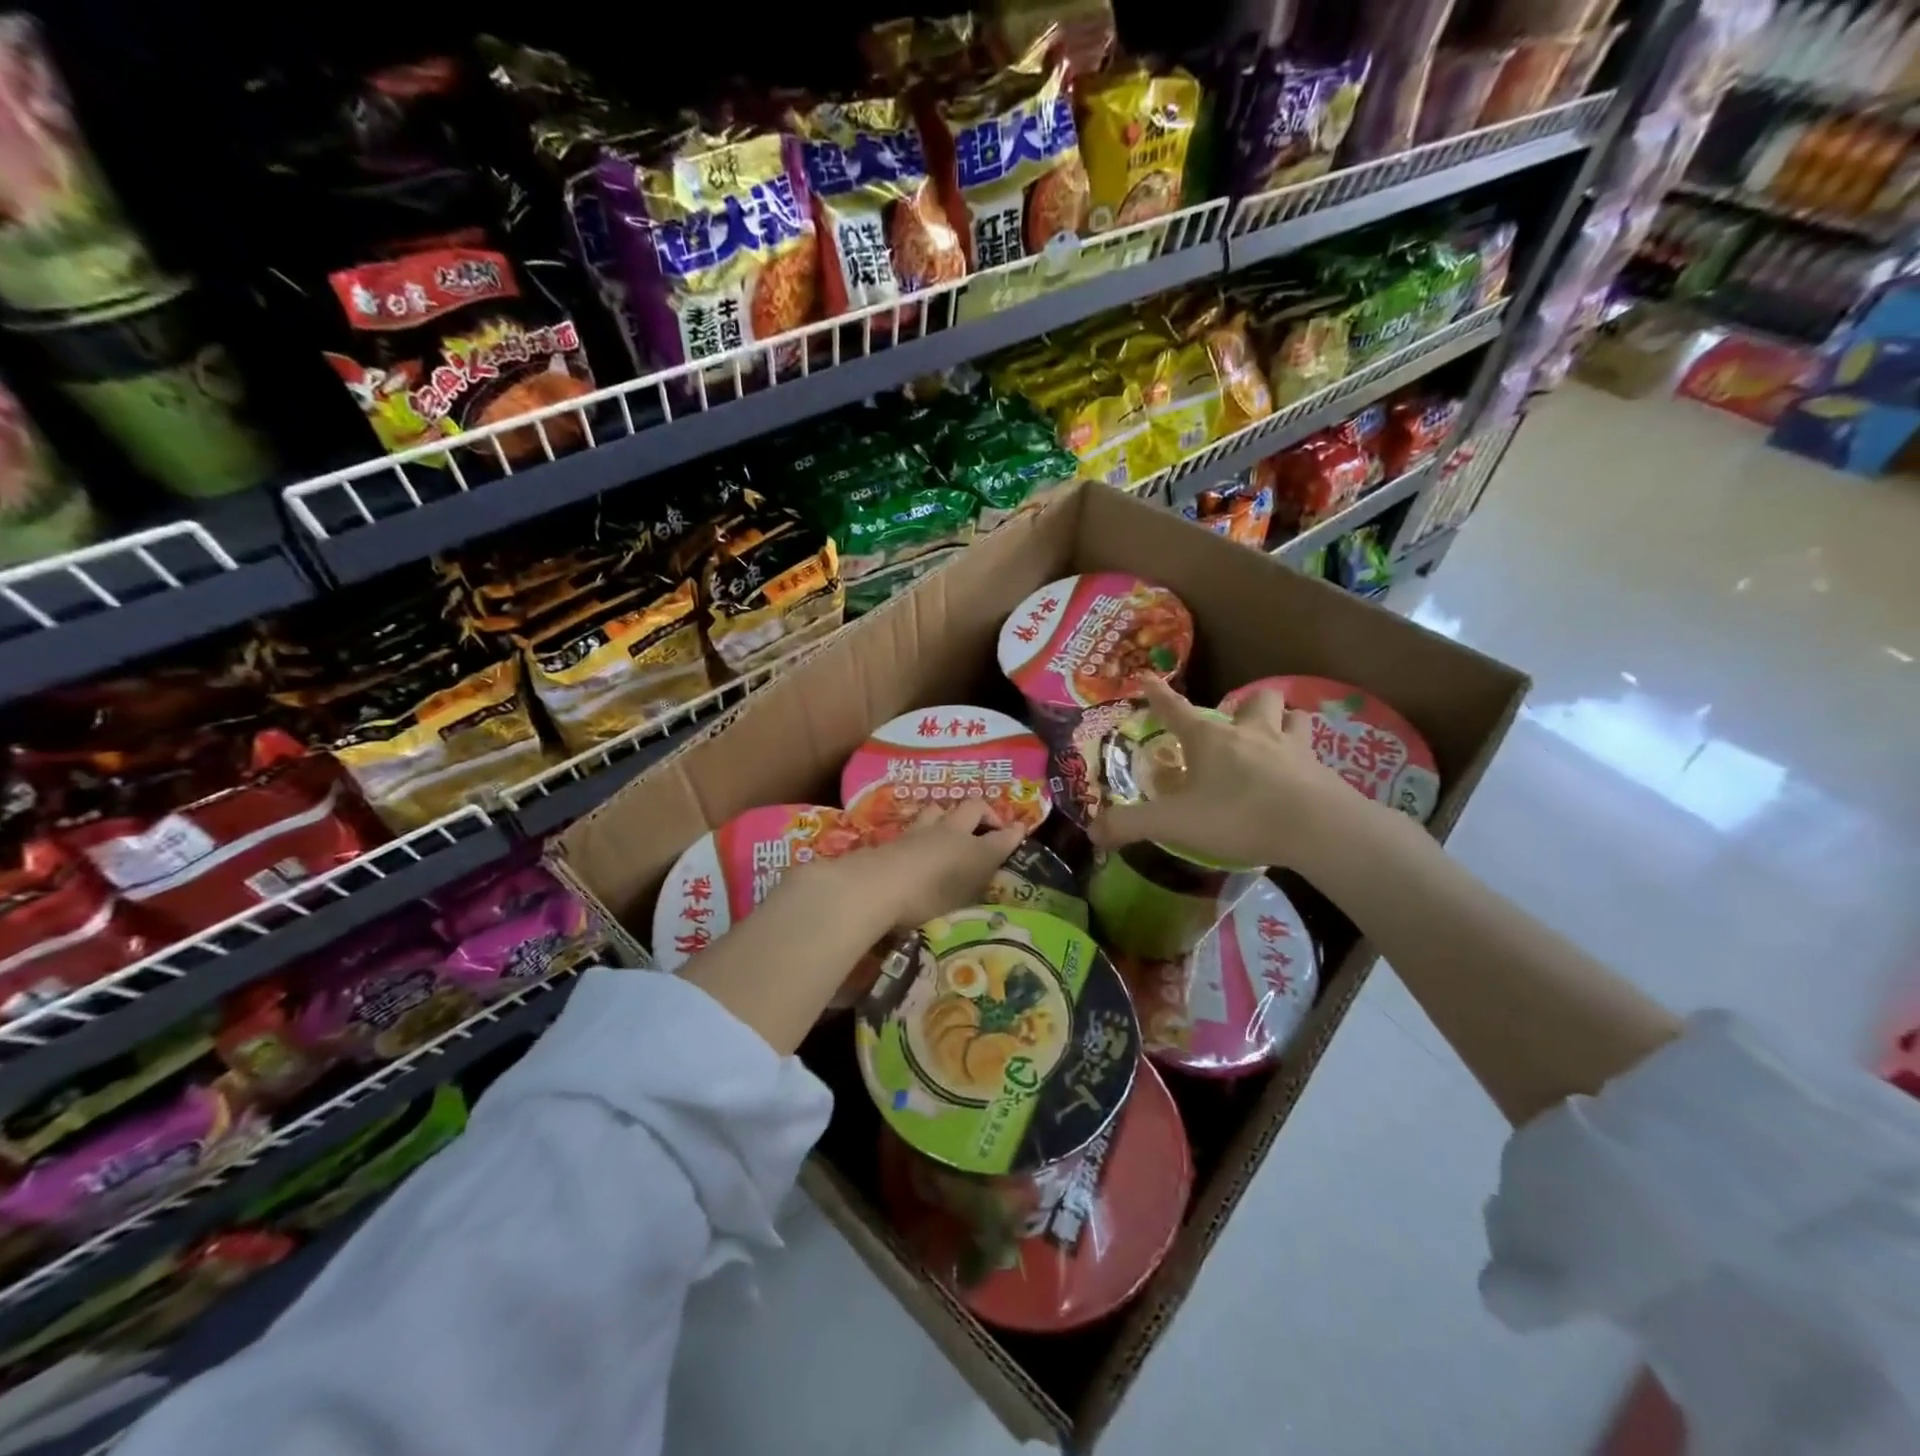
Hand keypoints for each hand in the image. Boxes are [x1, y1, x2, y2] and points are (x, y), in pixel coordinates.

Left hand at [815, 800, 1026, 930]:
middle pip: (972, 808)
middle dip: (983, 813)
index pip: (1000, 836)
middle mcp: (950, 833)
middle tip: (985, 828)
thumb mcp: (968, 890)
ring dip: (948, 815)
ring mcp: (919, 832)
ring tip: (949, 830)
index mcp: (974, 849)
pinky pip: (915, 825)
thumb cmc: (930, 895)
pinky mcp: (894, 839)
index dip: (1011, 832)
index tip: (1018, 831)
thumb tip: (1009, 841)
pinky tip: (919, 843)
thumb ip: (986, 866)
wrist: (877, 887)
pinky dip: (923, 830)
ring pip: (939, 810)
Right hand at [1089, 677, 1360, 869]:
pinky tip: (1301, 776)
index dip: (1158, 695)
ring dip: (1283, 722)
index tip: (1147, 678)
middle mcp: (1252, 733)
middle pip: (1254, 700)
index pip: (1176, 709)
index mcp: (1211, 739)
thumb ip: (1131, 825)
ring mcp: (1292, 749)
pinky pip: (1315, 754)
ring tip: (1274, 739)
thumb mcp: (1174, 824)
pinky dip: (1306, 759)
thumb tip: (1092, 831)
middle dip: (1244, 705)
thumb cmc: (1238, 816)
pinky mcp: (1322, 771)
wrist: (1316, 828)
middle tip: (1235, 724)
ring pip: (1294, 717)